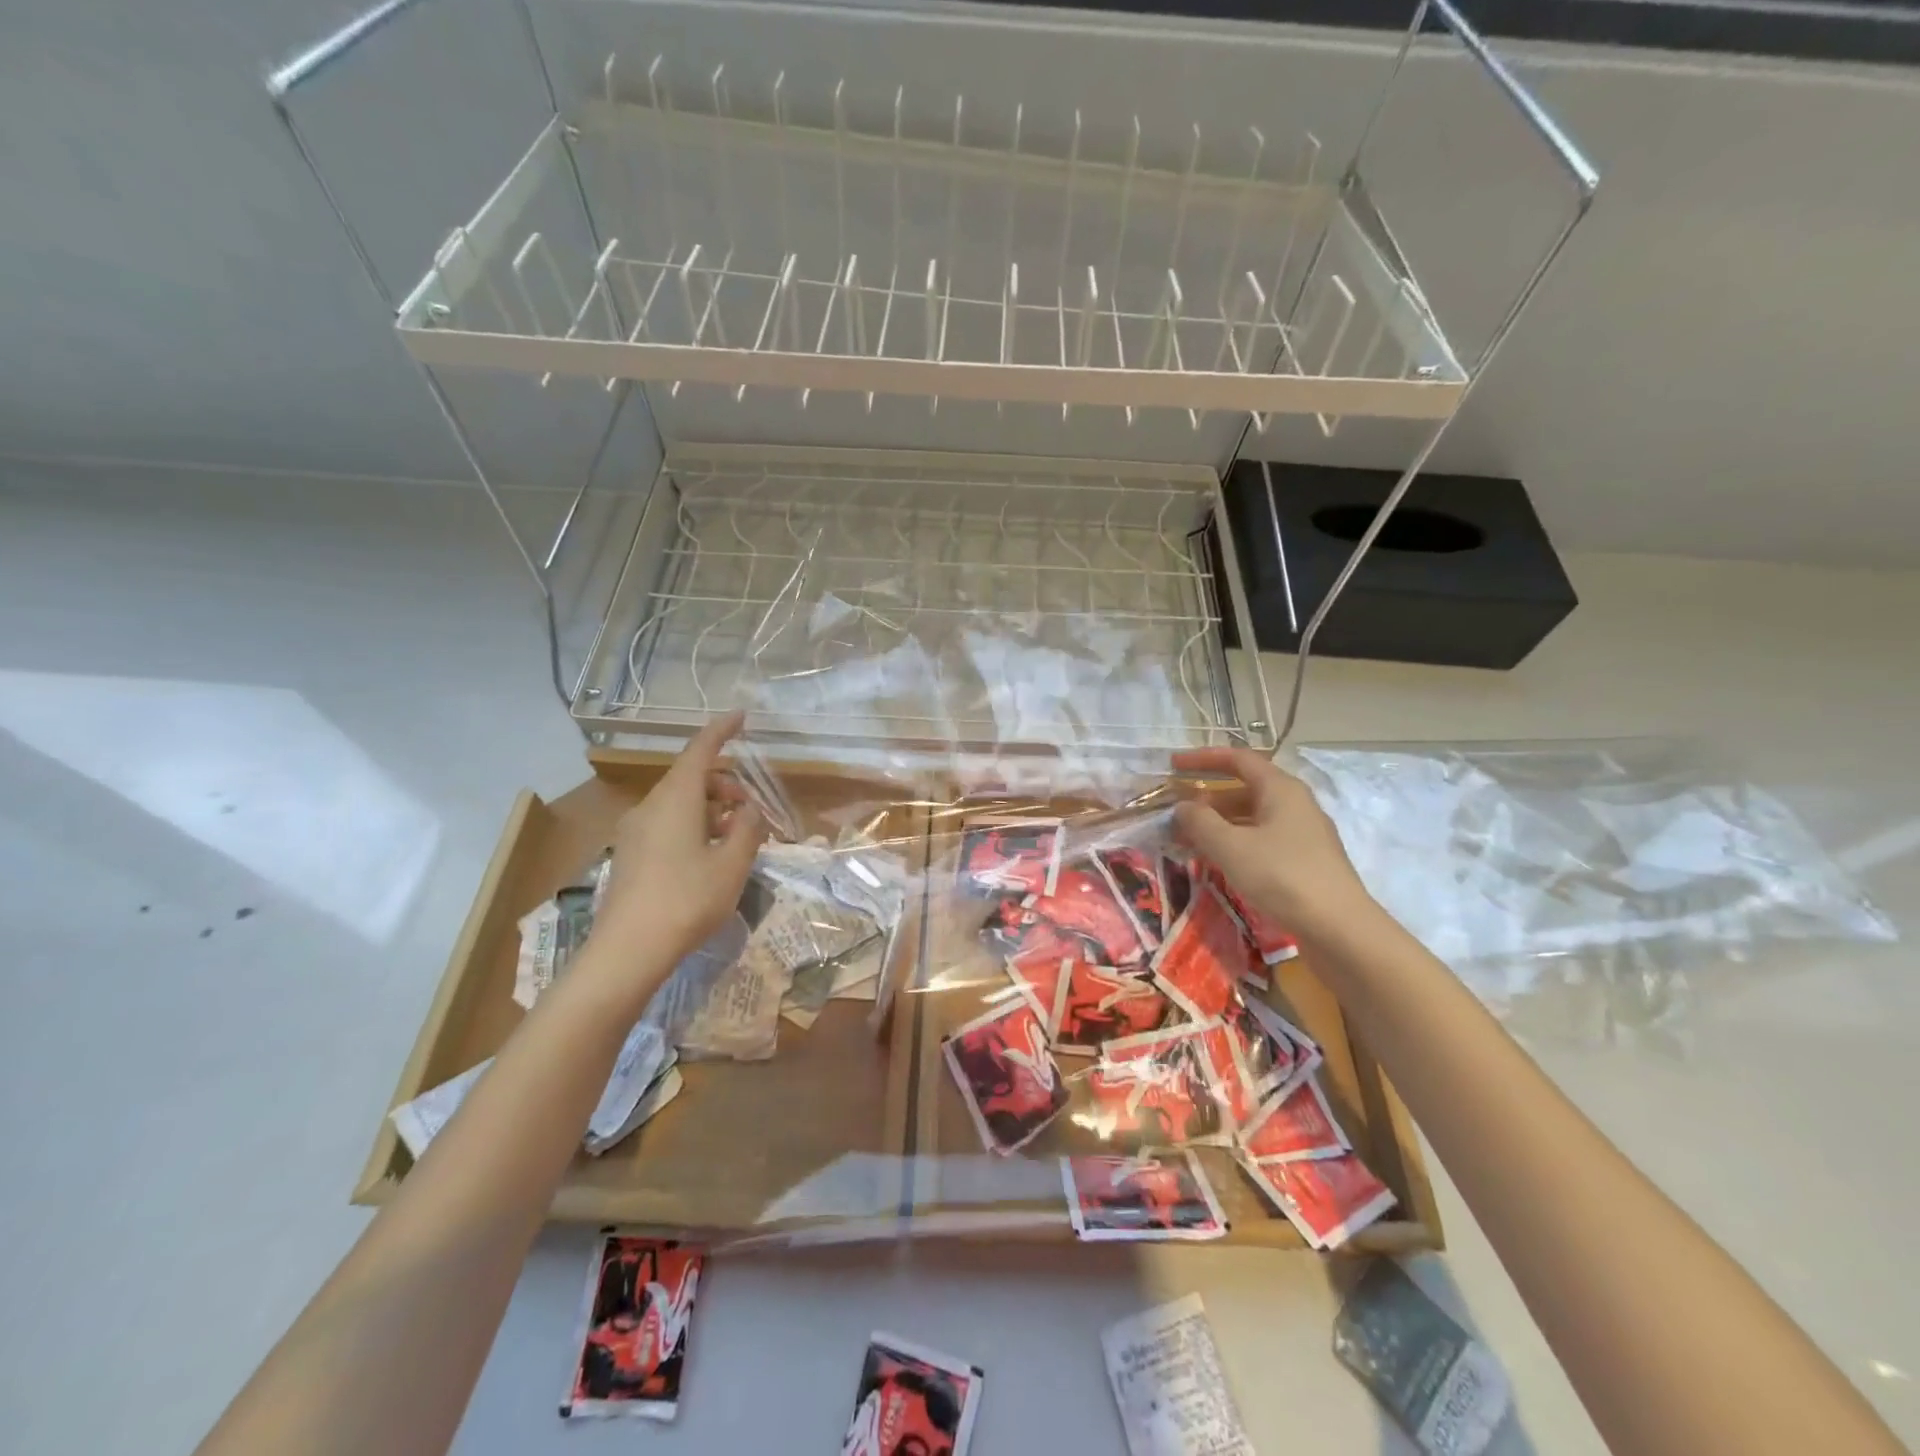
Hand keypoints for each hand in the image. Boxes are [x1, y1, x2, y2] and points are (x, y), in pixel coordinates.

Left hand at [594, 710, 767, 971]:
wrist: (627, 951)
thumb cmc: (687, 900)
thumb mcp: (732, 864)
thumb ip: (747, 829)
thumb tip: (748, 810)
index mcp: (675, 799)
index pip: (700, 750)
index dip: (722, 730)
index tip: (741, 716)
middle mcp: (650, 807)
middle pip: (690, 778)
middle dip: (724, 784)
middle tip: (751, 811)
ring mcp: (634, 832)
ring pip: (678, 803)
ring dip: (710, 809)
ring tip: (736, 838)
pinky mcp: (629, 855)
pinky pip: (666, 824)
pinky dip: (693, 826)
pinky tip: (709, 856)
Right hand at [1169, 747, 1373, 937]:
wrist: (1339, 929)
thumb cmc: (1282, 876)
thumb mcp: (1230, 846)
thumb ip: (1200, 821)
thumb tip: (1183, 806)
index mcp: (1281, 789)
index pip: (1238, 759)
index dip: (1203, 758)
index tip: (1173, 764)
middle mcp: (1295, 804)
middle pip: (1244, 789)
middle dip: (1207, 798)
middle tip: (1175, 812)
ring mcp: (1303, 834)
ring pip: (1252, 817)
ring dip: (1219, 824)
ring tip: (1188, 840)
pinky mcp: (1305, 862)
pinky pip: (1262, 840)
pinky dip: (1235, 843)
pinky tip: (1218, 862)